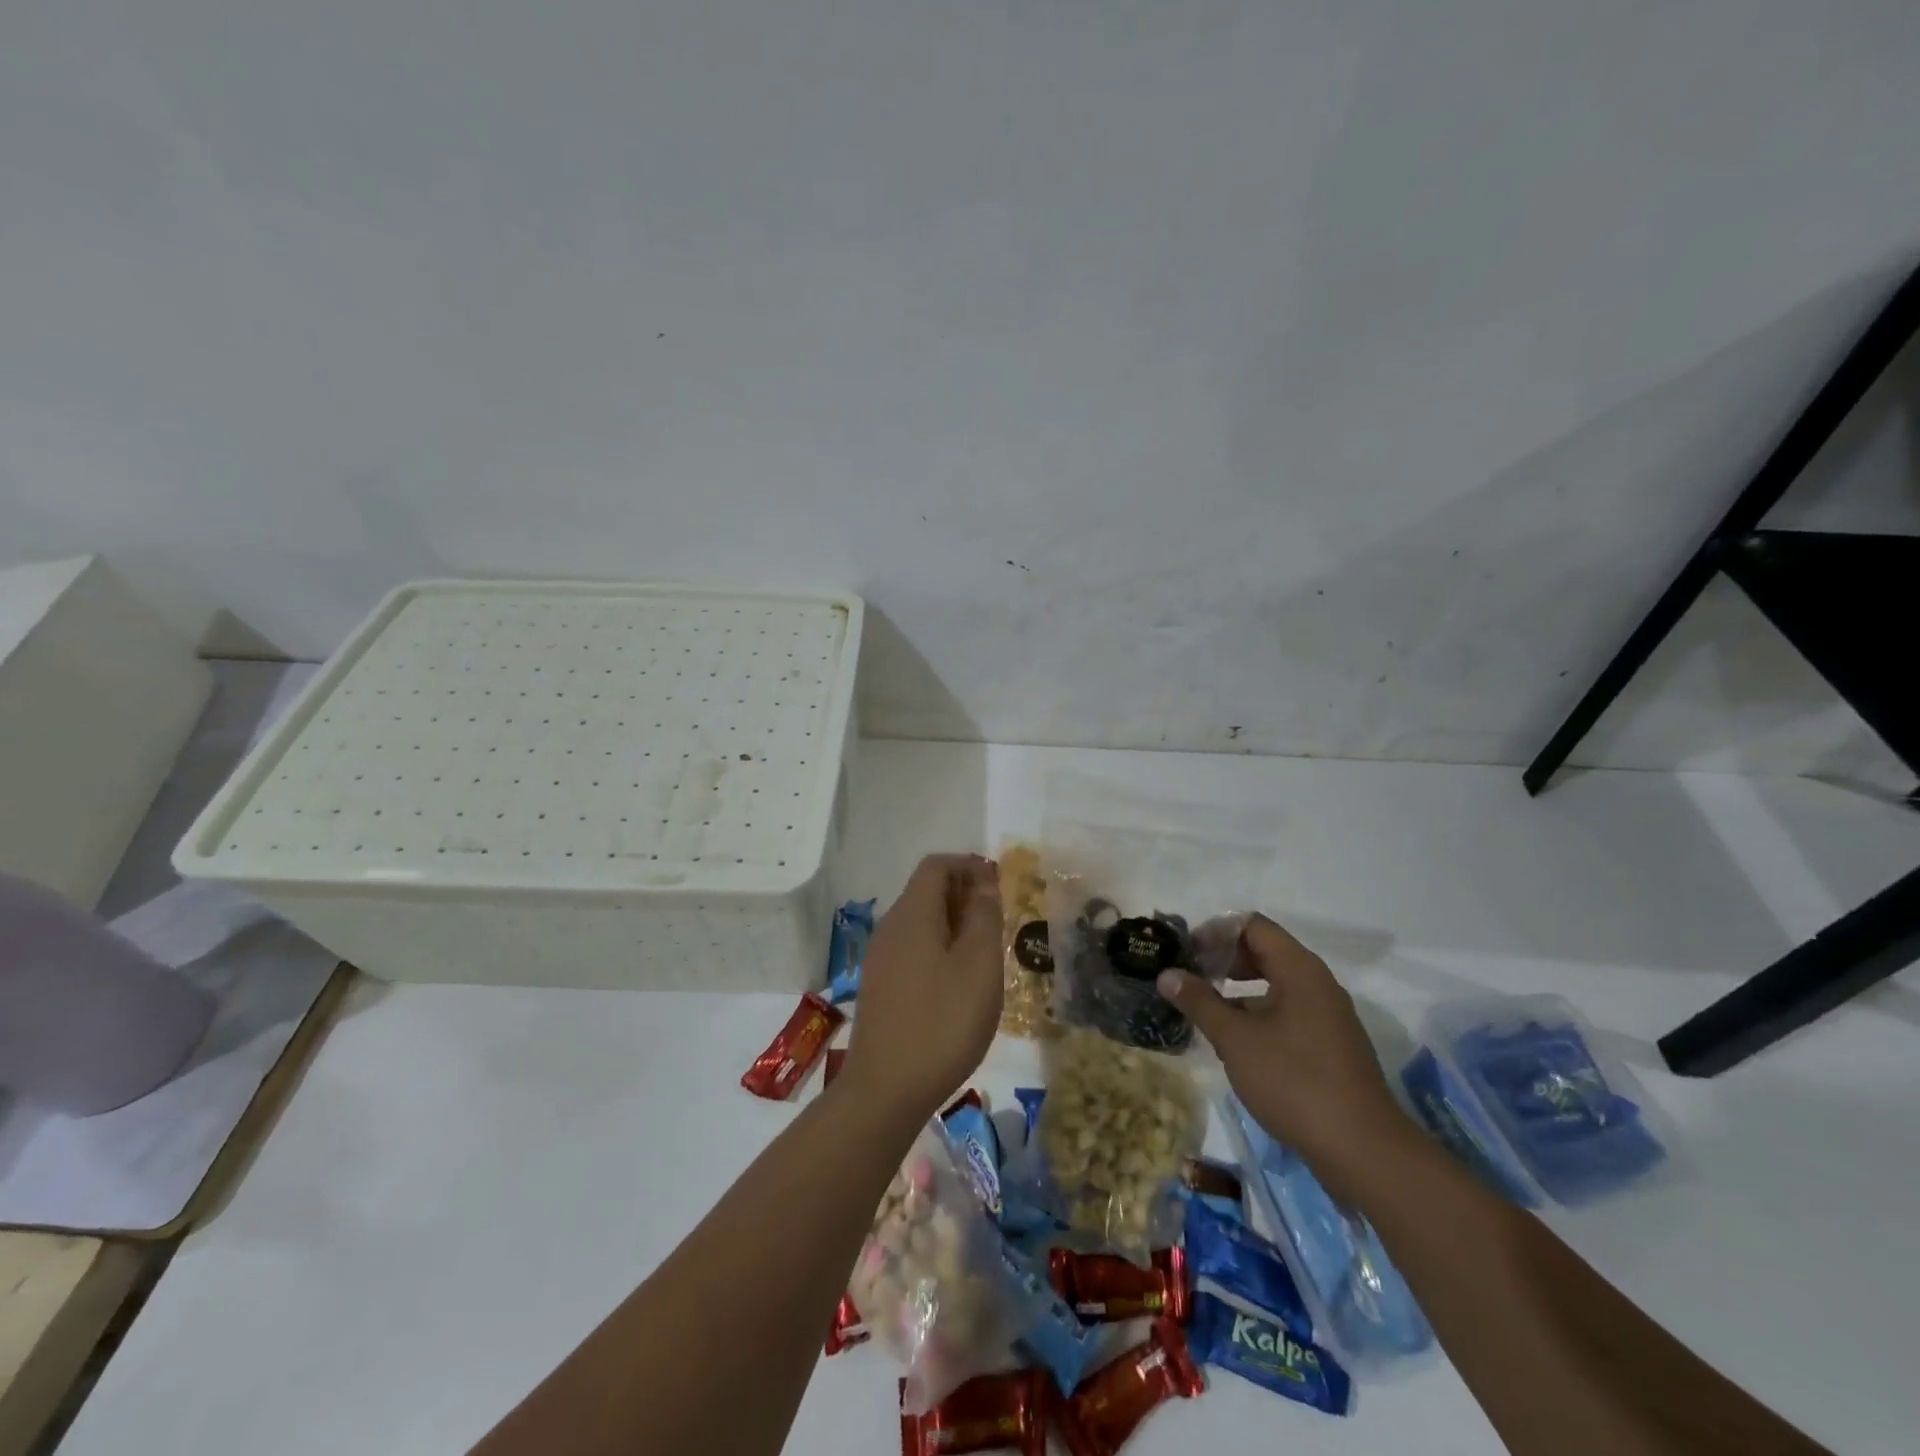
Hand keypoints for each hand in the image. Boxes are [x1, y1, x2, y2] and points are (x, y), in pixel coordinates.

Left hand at [841, 854, 1003, 1121]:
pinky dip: (939, 948)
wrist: (885, 1090)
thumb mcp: (979, 965)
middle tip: (999, 919)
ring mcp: (880, 959)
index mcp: (912, 914)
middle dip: (963, 894)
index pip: (937, 866)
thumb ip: (984, 916)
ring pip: (920, 922)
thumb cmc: (943, 1022)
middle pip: (926, 891)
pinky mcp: (879, 987)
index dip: (969, 865)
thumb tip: (983, 880)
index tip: (999, 884)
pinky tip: (958, 981)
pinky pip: (912, 949)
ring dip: (953, 923)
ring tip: (985, 951)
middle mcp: (890, 928)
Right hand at [1156, 914, 1412, 1191]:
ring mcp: (1328, 1015)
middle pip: (1265, 951)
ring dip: (1238, 989)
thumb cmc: (1294, 1081)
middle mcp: (1318, 983)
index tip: (1186, 953)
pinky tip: (1235, 1041)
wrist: (1363, 1150)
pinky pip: (1288, 1011)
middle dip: (1224, 960)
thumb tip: (1167, 974)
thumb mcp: (1236, 1040)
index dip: (1215, 932)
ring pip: (1276, 983)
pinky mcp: (1331, 1045)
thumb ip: (1200, 1002)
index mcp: (1299, 969)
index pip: (1252, 926)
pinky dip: (1258, 1013)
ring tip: (1205, 1009)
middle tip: (1190, 978)